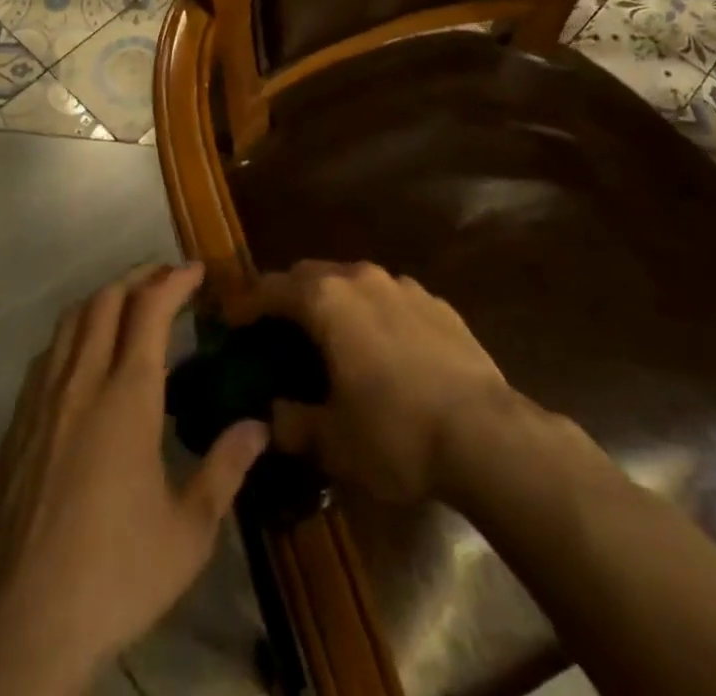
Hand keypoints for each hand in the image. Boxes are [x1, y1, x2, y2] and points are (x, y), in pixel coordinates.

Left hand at [0, 264, 268, 695]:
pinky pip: (47, 356)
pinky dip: (73, 334)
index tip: (196, 270)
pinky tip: (84, 357)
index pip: (150, 310)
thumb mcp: (189, 531)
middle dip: (138, 277)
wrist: (25, 625)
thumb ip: (225, 469)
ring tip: (128, 304)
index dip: (174, 281)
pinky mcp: (17, 425)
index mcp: (127, 397)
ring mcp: (43, 401)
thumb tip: (259, 426)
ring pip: (71, 321)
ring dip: (102, 299)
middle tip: (166, 277)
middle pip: (106, 300)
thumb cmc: (117, 574)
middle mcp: (82, 382)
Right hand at [225, 260, 514, 504]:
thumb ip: (293, 423)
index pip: (271, 288)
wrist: (486, 434)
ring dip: (334, 302)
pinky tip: (383, 349)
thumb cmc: (396, 433)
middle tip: (278, 329)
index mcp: (326, 300)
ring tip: (332, 338)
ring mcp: (403, 286)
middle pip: (311, 274)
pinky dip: (374, 314)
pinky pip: (390, 298)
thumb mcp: (333, 441)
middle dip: (289, 296)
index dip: (245, 304)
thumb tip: (271, 417)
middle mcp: (361, 278)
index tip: (229, 320)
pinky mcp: (437, 303)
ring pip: (353, 281)